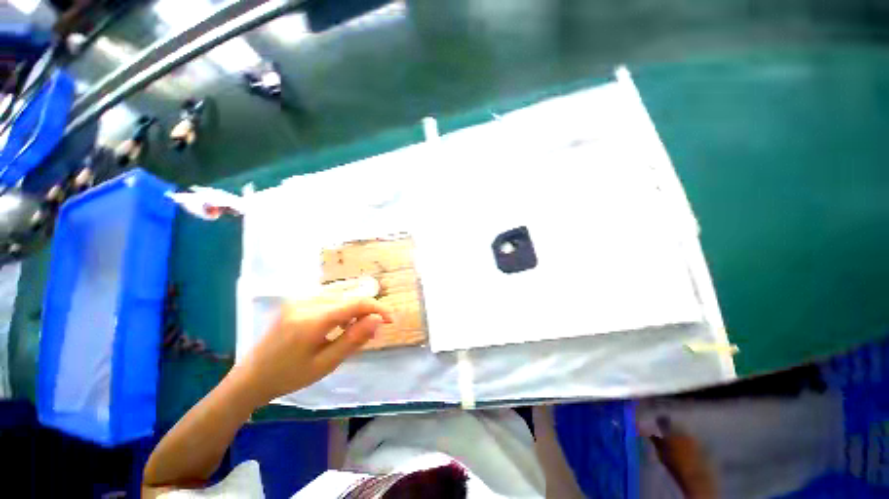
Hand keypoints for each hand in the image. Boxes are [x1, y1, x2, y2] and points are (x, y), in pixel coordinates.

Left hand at [237, 277, 392, 402]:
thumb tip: (377, 320)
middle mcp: (306, 302)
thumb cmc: (289, 376)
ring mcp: (299, 299)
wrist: (250, 378)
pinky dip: (341, 308)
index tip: (391, 320)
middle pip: (349, 297)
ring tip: (355, 330)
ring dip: (354, 309)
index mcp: (312, 320)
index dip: (377, 309)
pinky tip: (338, 324)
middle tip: (373, 331)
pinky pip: (328, 299)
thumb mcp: (326, 364)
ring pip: (340, 296)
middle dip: (366, 311)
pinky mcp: (296, 301)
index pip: (355, 304)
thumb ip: (354, 339)